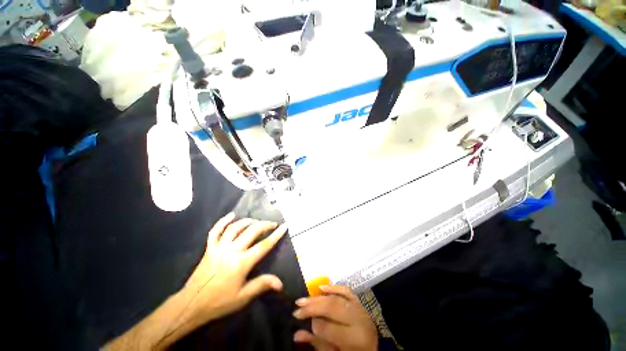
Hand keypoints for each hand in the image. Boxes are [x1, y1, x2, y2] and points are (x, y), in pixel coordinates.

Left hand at [106, 213, 286, 349]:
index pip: (264, 245)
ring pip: (235, 228)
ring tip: (256, 221)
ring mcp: (219, 247)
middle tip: (272, 223)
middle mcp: (231, 251)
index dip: (276, 235)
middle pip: (251, 232)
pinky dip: (223, 221)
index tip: (284, 226)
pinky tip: (231, 215)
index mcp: (241, 263)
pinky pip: (216, 231)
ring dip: (247, 221)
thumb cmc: (219, 302)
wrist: (192, 304)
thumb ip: (261, 285)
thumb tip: (280, 283)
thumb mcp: (243, 297)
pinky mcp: (209, 248)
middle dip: (264, 225)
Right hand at [293, 285, 377, 350]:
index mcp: (355, 339)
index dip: (314, 324)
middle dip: (313, 306)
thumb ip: (318, 344)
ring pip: (337, 297)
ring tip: (304, 298)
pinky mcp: (359, 303)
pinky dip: (334, 288)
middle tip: (298, 306)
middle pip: (333, 307)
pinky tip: (321, 287)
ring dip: (319, 296)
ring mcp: (360, 309)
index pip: (330, 327)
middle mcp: (359, 319)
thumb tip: (297, 334)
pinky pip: (346, 291)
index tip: (299, 320)